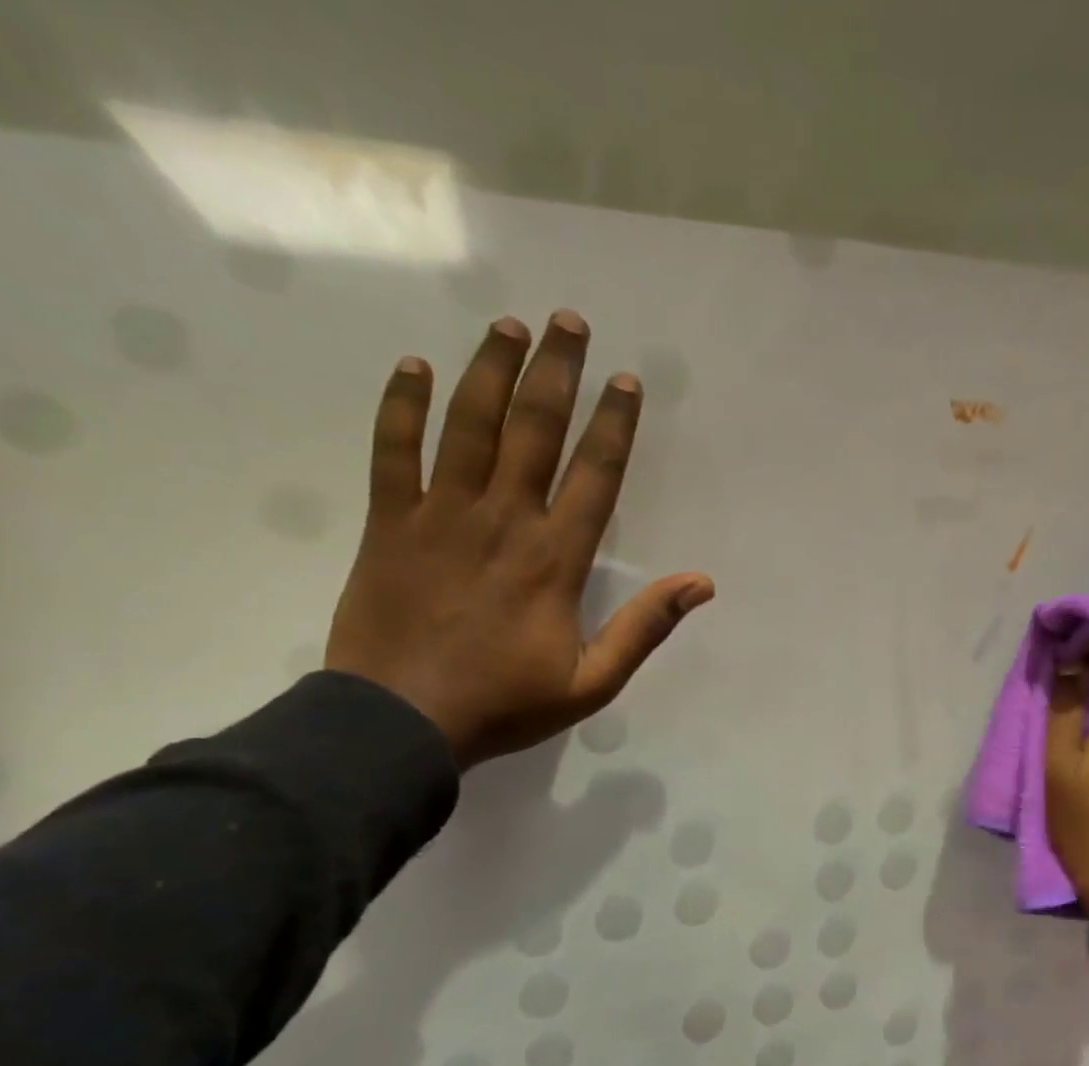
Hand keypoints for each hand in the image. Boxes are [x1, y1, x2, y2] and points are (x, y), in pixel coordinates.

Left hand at [325, 312, 713, 769]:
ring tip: (507, 326)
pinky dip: (401, 406)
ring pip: (468, 425)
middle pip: (533, 429)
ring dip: (489, 370)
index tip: (626, 381)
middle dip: (555, 372)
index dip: (614, 424)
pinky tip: (415, 367)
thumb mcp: (592, 682)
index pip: (595, 475)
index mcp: (555, 559)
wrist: (400, 722)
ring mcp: (439, 515)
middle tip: (567, 321)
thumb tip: (700, 583)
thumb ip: (644, 628)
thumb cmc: (503, 704)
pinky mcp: (388, 522)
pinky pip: (392, 450)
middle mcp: (502, 520)